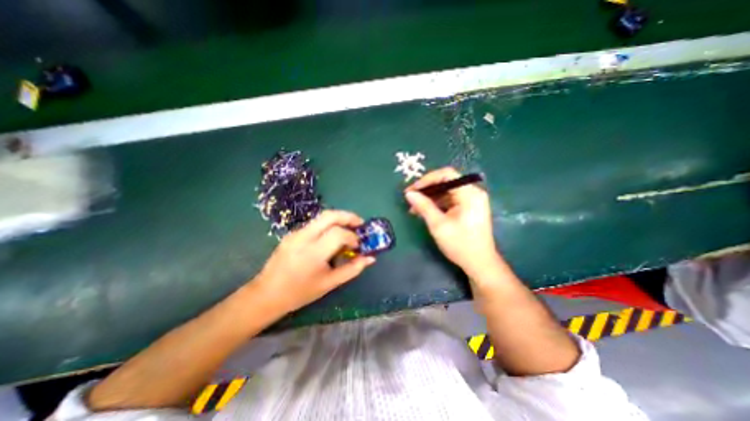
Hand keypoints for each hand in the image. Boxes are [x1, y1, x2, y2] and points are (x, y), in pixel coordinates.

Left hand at [255, 208, 378, 312]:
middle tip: (359, 224)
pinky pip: (315, 224)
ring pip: (322, 217)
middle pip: (329, 215)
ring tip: (348, 230)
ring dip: (339, 219)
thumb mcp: (329, 283)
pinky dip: (328, 226)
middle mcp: (303, 237)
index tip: (358, 246)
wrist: (266, 294)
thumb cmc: (300, 293)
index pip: (338, 233)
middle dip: (348, 216)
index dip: (352, 237)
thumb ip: (352, 269)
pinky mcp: (292, 233)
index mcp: (312, 253)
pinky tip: (332, 237)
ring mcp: (296, 233)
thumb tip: (371, 258)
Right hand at [405, 166, 495, 276]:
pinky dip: (437, 204)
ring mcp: (471, 200)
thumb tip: (409, 194)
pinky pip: (449, 200)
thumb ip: (423, 206)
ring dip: (430, 198)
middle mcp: (472, 192)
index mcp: (469, 193)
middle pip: (446, 182)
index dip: (427, 179)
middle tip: (410, 198)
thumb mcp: (438, 225)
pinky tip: (425, 211)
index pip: (446, 175)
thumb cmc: (460, 244)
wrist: (479, 264)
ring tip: (414, 208)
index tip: (412, 190)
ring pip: (446, 192)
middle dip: (427, 190)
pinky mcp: (468, 208)